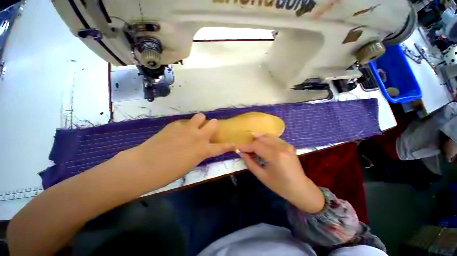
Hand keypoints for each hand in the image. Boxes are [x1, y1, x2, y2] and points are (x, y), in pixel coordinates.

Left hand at [127, 113, 233, 186]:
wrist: (144, 165)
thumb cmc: (169, 172)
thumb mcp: (190, 165)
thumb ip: (199, 153)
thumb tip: (201, 147)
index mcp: (203, 150)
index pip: (222, 147)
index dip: (229, 145)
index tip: (233, 144)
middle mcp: (198, 136)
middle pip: (213, 123)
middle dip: (213, 126)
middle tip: (207, 130)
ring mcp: (187, 128)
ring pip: (200, 116)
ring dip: (200, 121)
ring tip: (193, 127)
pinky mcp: (175, 124)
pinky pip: (184, 122)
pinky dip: (184, 126)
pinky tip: (176, 132)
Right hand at [238, 135, 324, 212]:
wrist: (301, 188)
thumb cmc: (280, 186)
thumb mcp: (262, 176)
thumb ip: (249, 162)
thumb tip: (241, 153)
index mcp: (275, 156)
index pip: (256, 145)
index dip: (245, 146)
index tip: (238, 147)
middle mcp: (281, 147)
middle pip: (261, 138)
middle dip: (251, 142)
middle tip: (244, 148)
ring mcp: (287, 144)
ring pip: (267, 136)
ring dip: (257, 139)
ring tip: (251, 145)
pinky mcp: (289, 145)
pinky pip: (274, 138)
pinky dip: (265, 139)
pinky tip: (261, 145)